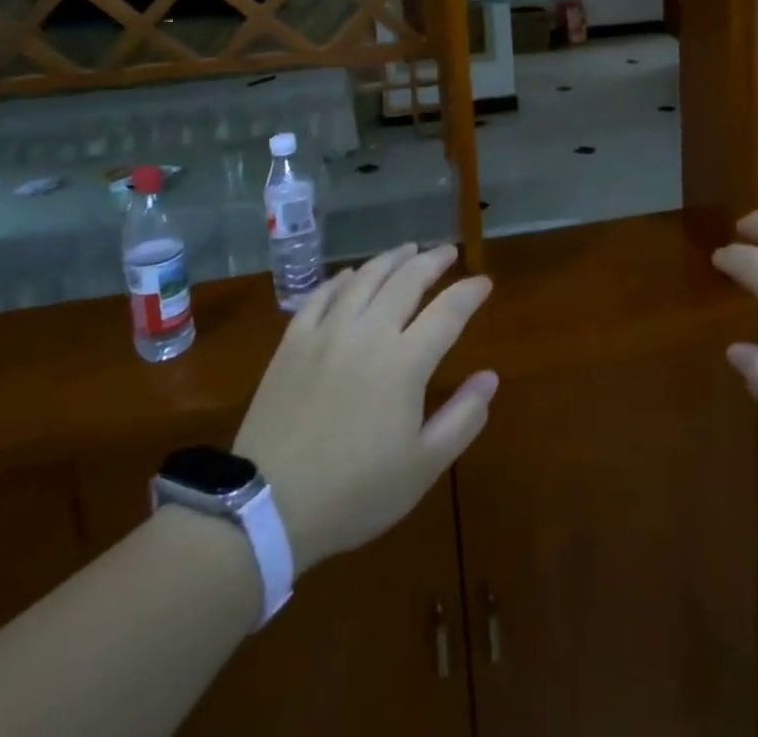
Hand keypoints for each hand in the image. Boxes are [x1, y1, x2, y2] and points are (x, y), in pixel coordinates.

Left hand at [233, 243, 495, 575]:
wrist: (266, 508)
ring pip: (365, 278)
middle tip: (448, 251)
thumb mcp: (422, 467)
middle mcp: (368, 333)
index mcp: (405, 362)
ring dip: (391, 259)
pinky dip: (342, 279)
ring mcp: (327, 332)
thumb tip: (490, 377)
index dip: (470, 292)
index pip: (448, 311)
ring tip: (408, 249)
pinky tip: (351, 275)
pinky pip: (322, 295)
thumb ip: (462, 418)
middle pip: (407, 280)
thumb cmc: (354, 493)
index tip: (484, 283)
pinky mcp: (293, 342)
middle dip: (433, 261)